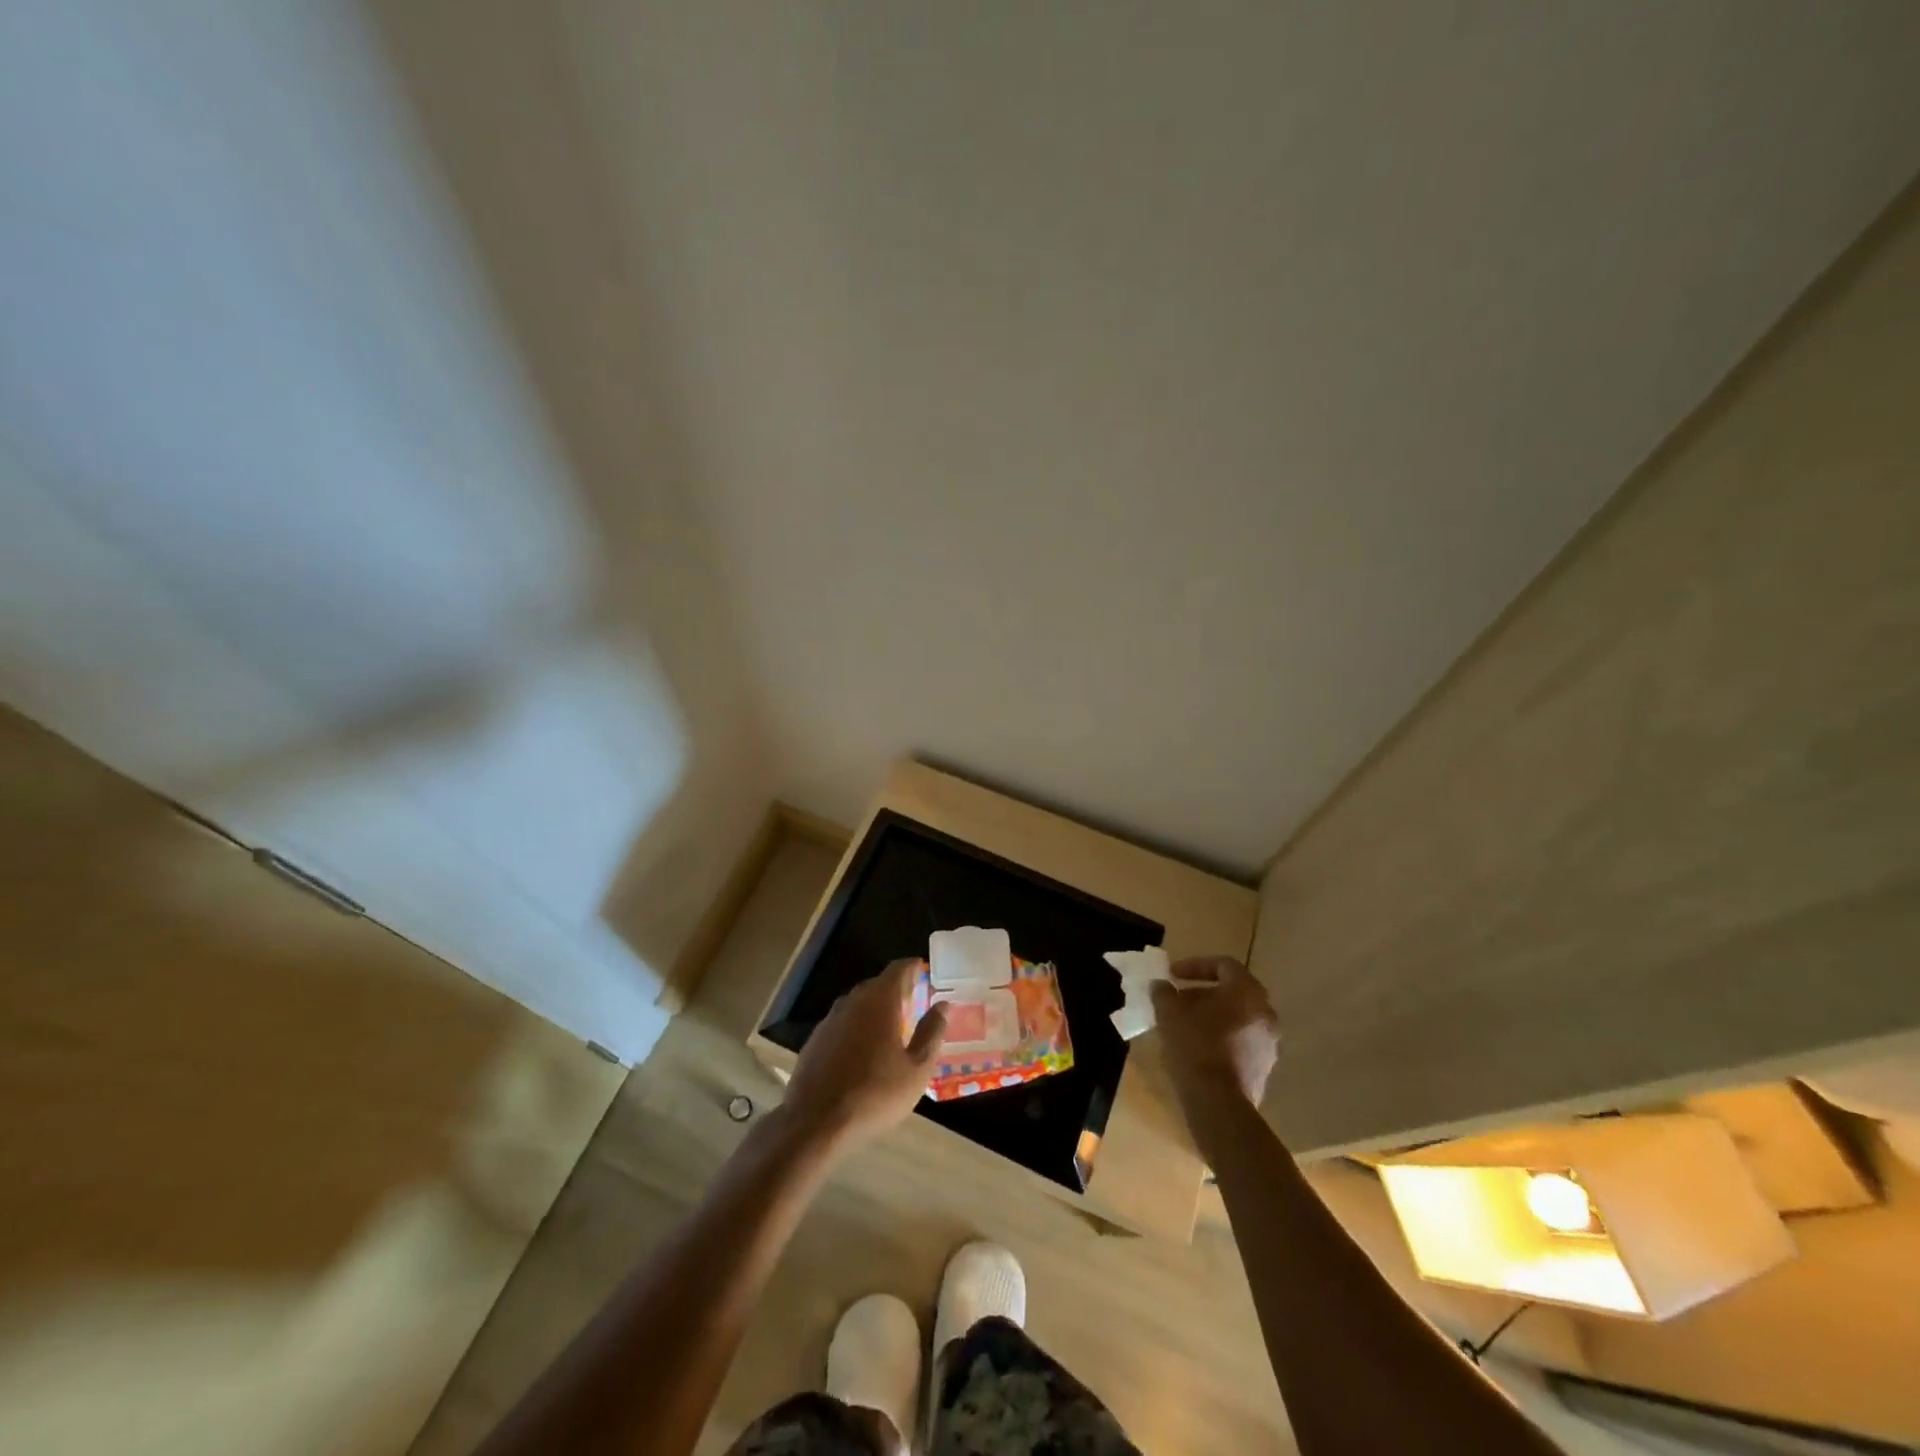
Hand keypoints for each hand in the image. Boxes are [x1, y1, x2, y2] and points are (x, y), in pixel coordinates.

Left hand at [781, 959, 946, 1152]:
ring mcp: (830, 1020)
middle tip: (915, 1003)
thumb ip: (931, 1033)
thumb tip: (942, 1005)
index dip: (914, 968)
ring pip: (858, 1004)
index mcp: (879, 1001)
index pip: (899, 969)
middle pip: (877, 985)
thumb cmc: (875, 1094)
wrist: (815, 1123)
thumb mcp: (916, 1069)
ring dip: (875, 1009)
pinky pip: (842, 1023)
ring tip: (891, 1027)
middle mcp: (852, 1002)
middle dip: (897, 989)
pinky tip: (863, 1051)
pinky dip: (857, 1027)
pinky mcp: (815, 1040)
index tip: (926, 973)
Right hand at [1151, 956, 1279, 1108]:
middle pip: (1233, 992)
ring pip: (1238, 1018)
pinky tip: (1197, 1050)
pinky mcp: (1264, 1068)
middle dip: (1202, 993)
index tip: (1173, 974)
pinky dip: (1221, 1038)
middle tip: (1178, 1000)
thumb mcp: (1169, 1014)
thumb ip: (1164, 993)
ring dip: (1211, 1016)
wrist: (1219, 1104)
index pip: (1224, 965)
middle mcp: (1265, 1013)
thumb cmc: (1195, 1047)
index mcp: (1246, 993)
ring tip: (1184, 1026)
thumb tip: (1161, 985)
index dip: (1196, 965)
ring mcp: (1269, 1043)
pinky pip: (1241, 1041)